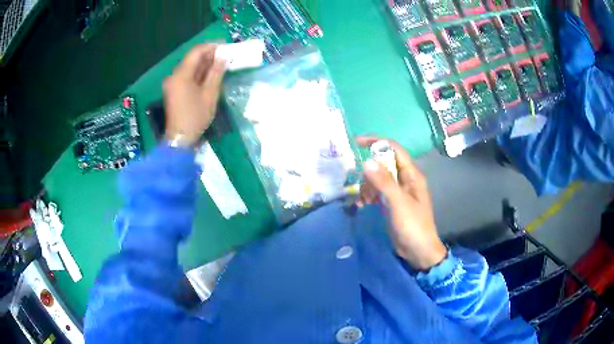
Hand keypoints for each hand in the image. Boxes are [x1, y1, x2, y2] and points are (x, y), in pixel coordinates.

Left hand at [163, 44, 226, 145]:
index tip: (225, 46)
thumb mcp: (210, 94)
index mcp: (181, 75)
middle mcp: (174, 75)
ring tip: (221, 64)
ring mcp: (172, 83)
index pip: (196, 52)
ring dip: (204, 64)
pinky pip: (187, 76)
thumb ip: (216, 73)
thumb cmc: (196, 117)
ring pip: (189, 67)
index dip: (211, 46)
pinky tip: (209, 74)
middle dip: (209, 55)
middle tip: (225, 55)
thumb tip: (223, 58)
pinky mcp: (173, 90)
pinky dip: (198, 73)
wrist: (179, 139)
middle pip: (192, 58)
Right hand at [357, 136, 446, 270]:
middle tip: (358, 181)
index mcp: (412, 175)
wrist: (418, 251)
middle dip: (370, 170)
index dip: (377, 142)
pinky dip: (369, 195)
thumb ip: (384, 182)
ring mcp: (398, 191)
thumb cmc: (413, 225)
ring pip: (379, 178)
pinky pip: (378, 191)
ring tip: (363, 199)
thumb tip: (367, 161)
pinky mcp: (392, 203)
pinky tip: (362, 204)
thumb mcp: (398, 202)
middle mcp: (405, 179)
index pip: (394, 149)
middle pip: (384, 163)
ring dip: (368, 185)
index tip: (357, 143)